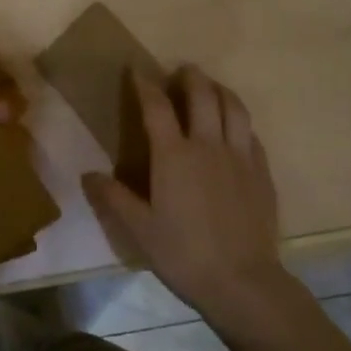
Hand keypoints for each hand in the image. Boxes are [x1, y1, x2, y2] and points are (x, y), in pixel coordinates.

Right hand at [82, 66, 298, 331]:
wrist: (242, 281)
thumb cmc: (184, 254)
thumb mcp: (139, 230)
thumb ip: (114, 198)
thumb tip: (88, 174)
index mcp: (174, 155)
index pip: (157, 106)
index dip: (145, 84)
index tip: (137, 69)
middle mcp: (208, 145)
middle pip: (202, 95)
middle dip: (190, 77)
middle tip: (182, 70)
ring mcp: (240, 156)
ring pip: (233, 107)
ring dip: (220, 90)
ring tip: (212, 87)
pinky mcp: (262, 172)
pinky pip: (251, 133)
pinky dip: (240, 120)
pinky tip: (236, 127)